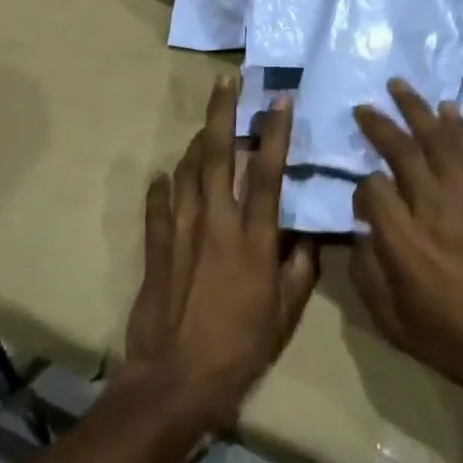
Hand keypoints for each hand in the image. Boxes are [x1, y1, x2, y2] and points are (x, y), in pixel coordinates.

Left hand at [121, 75, 317, 430]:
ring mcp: (181, 232)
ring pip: (186, 171)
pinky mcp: (155, 248)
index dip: (275, 133)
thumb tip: (307, 237)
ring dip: (196, 143)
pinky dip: (161, 186)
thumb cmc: (239, 349)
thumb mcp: (284, 315)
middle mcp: (217, 224)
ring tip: (206, 126)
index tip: (279, 99)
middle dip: (223, 113)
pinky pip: (157, 205)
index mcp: (254, 239)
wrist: (175, 381)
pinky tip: (165, 175)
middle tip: (227, 81)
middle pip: (218, 156)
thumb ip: (299, 270)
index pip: (268, 174)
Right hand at [352, 79, 462, 404]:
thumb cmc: (452, 337)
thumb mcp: (391, 320)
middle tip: (363, 107)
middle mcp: (432, 207)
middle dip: (379, 124)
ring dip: (417, 109)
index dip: (361, 187)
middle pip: (402, 151)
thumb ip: (366, 271)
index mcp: (402, 240)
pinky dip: (458, 127)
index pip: (372, 188)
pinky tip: (448, 108)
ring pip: (438, 140)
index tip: (360, 198)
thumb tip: (359, 232)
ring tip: (399, 85)